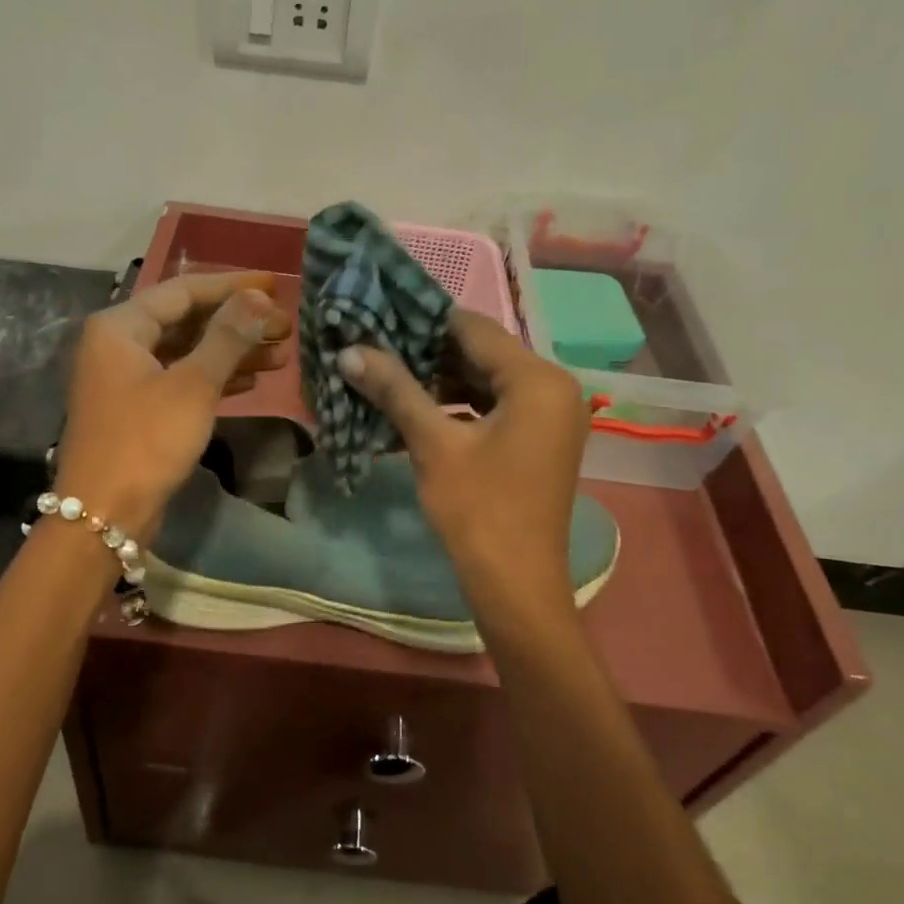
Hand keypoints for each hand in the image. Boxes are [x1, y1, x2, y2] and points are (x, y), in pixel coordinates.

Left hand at [54, 271, 291, 538]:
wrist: (105, 513)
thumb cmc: (147, 441)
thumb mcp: (193, 385)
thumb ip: (228, 338)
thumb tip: (260, 299)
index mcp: (121, 326)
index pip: (184, 290)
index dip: (232, 286)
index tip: (276, 286)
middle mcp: (119, 345)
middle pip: (187, 321)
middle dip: (237, 323)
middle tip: (286, 328)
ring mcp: (127, 380)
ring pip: (187, 353)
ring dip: (232, 353)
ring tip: (280, 356)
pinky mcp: (138, 410)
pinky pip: (181, 381)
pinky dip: (214, 379)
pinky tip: (251, 383)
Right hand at [338, 309, 586, 604]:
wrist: (516, 584)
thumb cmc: (478, 510)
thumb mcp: (434, 445)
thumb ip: (395, 390)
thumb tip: (349, 351)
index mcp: (538, 379)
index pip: (474, 329)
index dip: (423, 322)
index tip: (379, 318)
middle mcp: (554, 388)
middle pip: (483, 354)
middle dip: (429, 354)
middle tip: (376, 348)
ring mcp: (551, 417)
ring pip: (488, 382)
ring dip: (441, 382)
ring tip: (389, 378)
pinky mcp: (540, 441)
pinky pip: (496, 408)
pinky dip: (460, 407)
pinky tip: (419, 411)